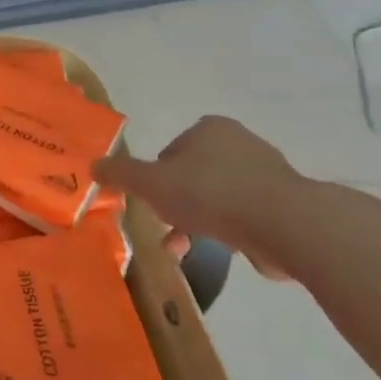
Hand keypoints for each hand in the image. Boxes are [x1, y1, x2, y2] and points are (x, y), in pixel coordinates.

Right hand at [93, 116, 307, 276]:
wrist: (285, 224)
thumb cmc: (211, 194)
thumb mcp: (151, 183)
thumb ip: (120, 174)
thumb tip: (93, 166)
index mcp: (209, 129)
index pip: (170, 151)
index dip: (156, 178)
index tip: (153, 203)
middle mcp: (240, 143)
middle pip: (194, 175)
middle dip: (178, 205)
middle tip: (168, 229)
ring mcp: (268, 173)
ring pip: (219, 198)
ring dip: (200, 222)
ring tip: (188, 250)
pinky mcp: (287, 204)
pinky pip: (247, 216)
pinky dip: (231, 232)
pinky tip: (226, 250)